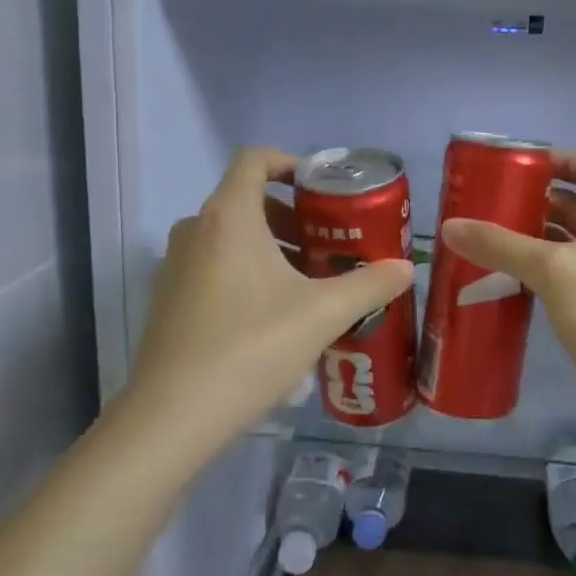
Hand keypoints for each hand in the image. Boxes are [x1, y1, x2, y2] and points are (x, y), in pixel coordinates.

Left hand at [121, 147, 414, 450]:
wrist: (172, 416)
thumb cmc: (251, 348)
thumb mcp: (321, 315)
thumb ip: (369, 285)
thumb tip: (405, 268)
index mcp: (230, 217)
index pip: (255, 159)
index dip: (291, 163)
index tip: (324, 190)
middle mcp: (196, 229)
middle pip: (248, 200)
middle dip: (294, 216)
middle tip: (331, 245)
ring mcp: (176, 264)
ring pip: (232, 236)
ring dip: (273, 247)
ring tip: (311, 283)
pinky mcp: (169, 298)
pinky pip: (214, 264)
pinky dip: (247, 271)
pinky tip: (275, 315)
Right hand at [441, 153, 575, 440]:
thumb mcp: (554, 269)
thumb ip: (501, 244)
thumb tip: (449, 226)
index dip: (561, 161)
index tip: (518, 163)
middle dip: (537, 204)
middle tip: (487, 202)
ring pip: (571, 248)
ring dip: (533, 242)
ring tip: (484, 236)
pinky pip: (566, 281)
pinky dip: (537, 275)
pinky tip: (500, 278)